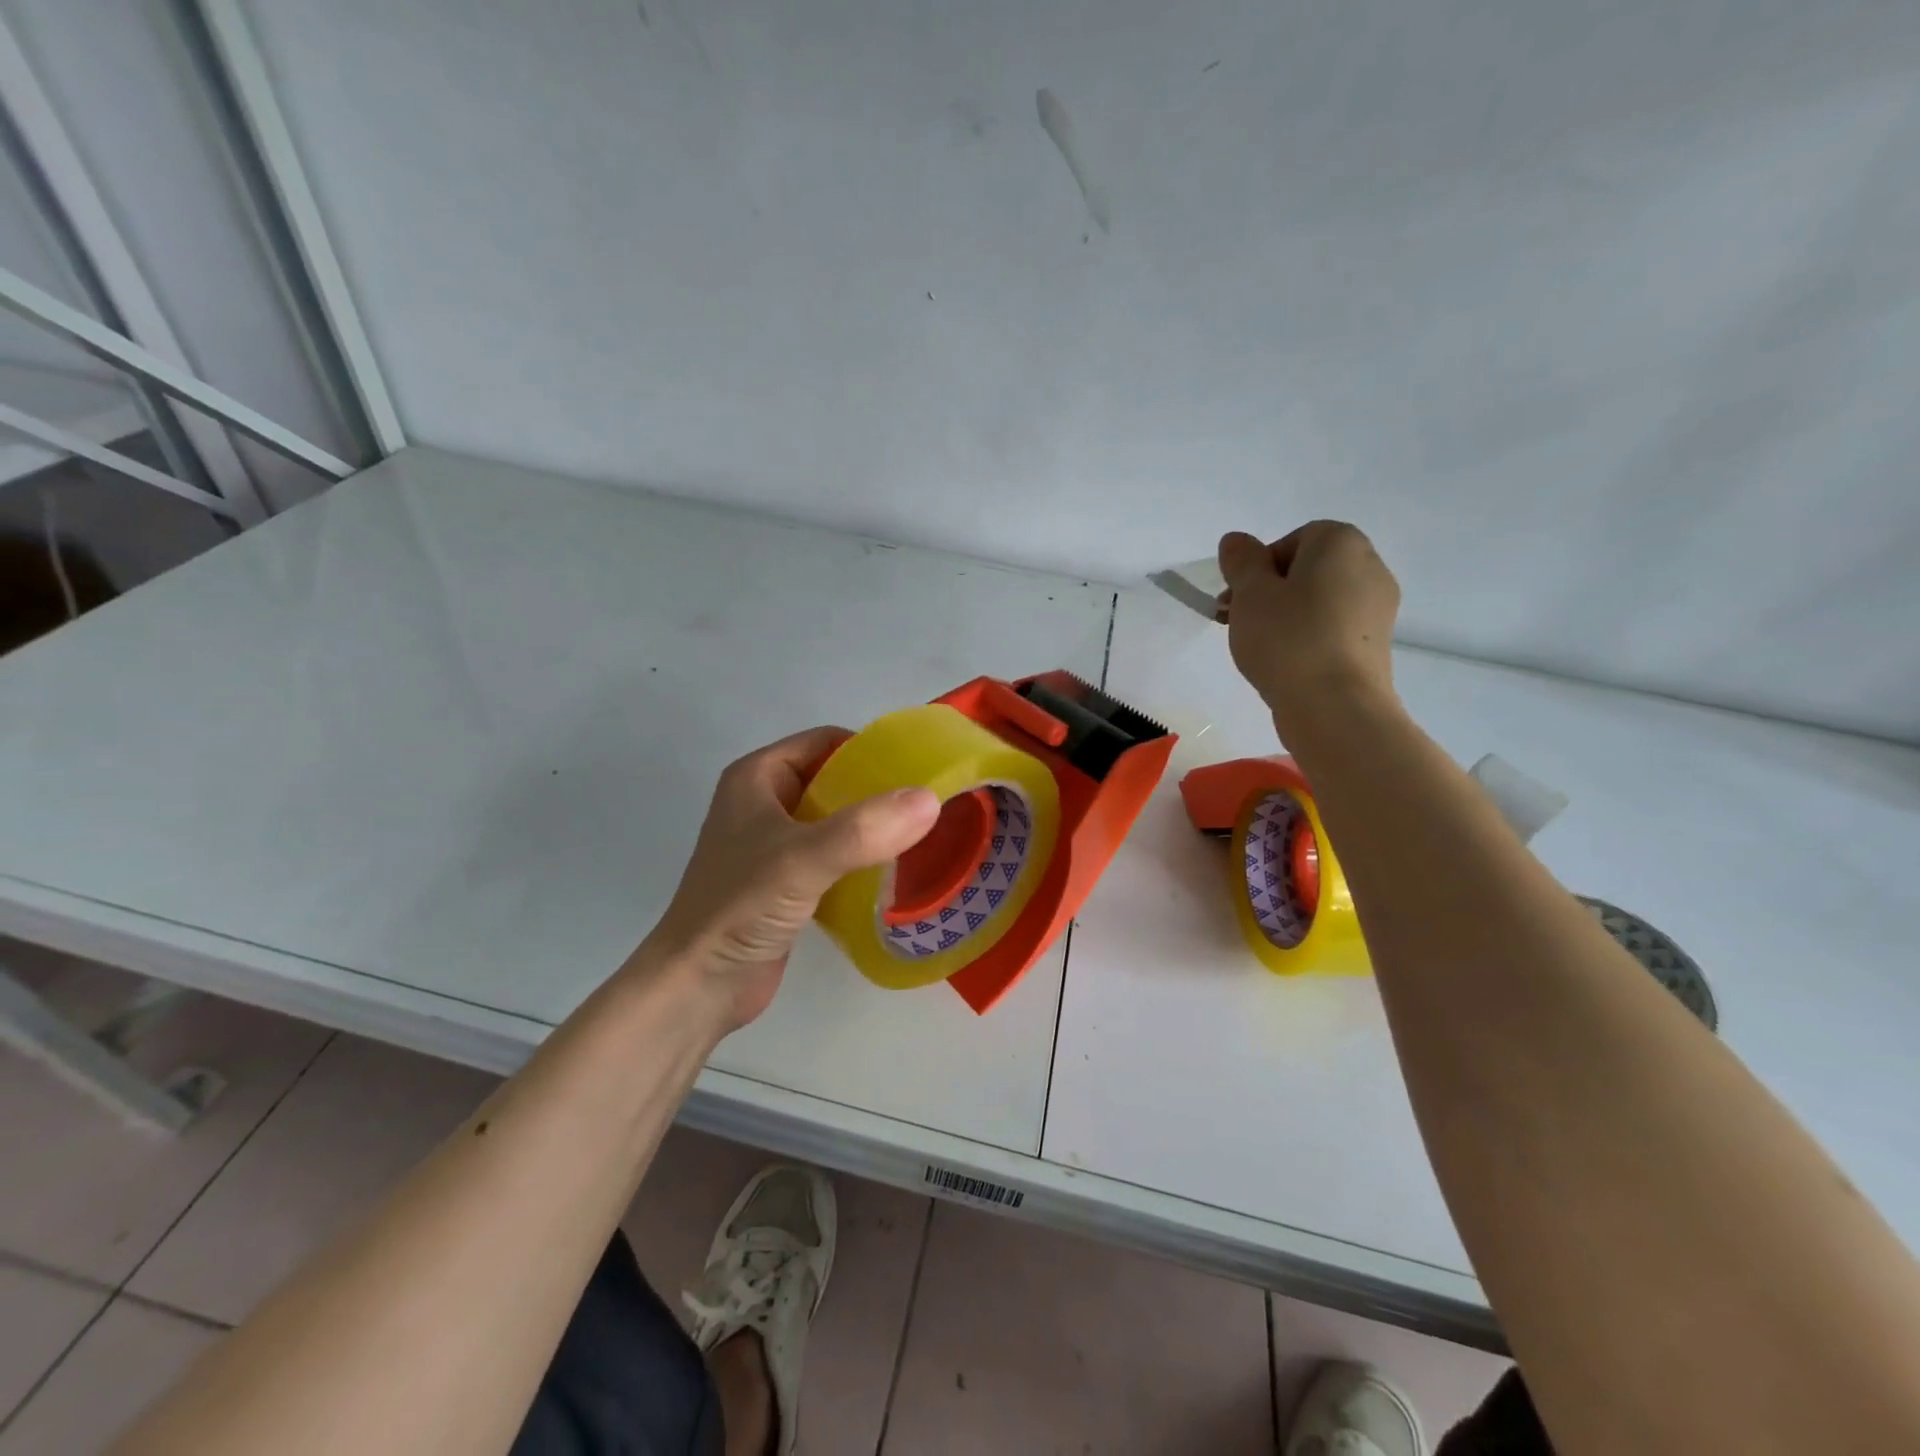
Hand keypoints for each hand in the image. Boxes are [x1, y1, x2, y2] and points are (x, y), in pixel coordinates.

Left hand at [641, 727, 939, 1033]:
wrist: (697, 985)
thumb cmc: (739, 907)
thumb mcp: (802, 859)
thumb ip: (864, 829)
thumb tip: (930, 799)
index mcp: (757, 777)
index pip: (825, 741)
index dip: (870, 749)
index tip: (919, 768)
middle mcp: (765, 803)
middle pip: (834, 780)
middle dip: (879, 791)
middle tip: (930, 805)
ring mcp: (775, 846)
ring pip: (836, 821)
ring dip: (874, 828)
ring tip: (925, 836)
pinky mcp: (787, 884)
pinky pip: (835, 857)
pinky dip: (863, 860)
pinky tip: (898, 872)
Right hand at [1216, 521, 1401, 734]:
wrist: (1336, 706)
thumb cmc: (1288, 639)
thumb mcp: (1250, 594)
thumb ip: (1241, 562)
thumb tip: (1237, 541)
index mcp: (1341, 542)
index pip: (1292, 540)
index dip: (1259, 567)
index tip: (1238, 598)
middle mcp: (1369, 566)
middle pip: (1307, 570)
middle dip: (1270, 592)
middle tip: (1239, 622)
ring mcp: (1378, 607)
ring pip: (1319, 601)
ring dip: (1287, 616)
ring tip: (1260, 647)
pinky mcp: (1375, 644)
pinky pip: (1333, 628)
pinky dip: (1308, 637)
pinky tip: (1287, 663)